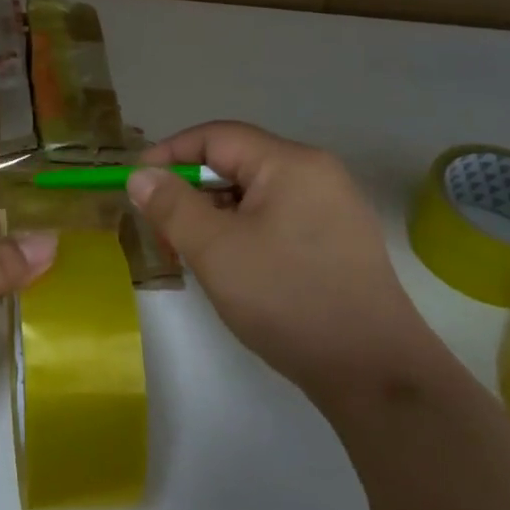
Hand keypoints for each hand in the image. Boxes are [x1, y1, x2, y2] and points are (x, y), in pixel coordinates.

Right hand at [129, 122, 432, 410]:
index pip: (217, 137)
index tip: (135, 185)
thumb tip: (141, 174)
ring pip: (254, 197)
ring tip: (192, 257)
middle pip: (236, 165)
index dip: (170, 154)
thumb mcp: (216, 250)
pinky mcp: (337, 243)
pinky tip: (230, 270)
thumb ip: (172, 206)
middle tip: (161, 234)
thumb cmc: (287, 299)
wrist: (374, 372)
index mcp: (291, 163)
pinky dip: (242, 235)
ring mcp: (332, 210)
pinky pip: (276, 221)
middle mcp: (316, 175)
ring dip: (214, 218)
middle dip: (190, 194)